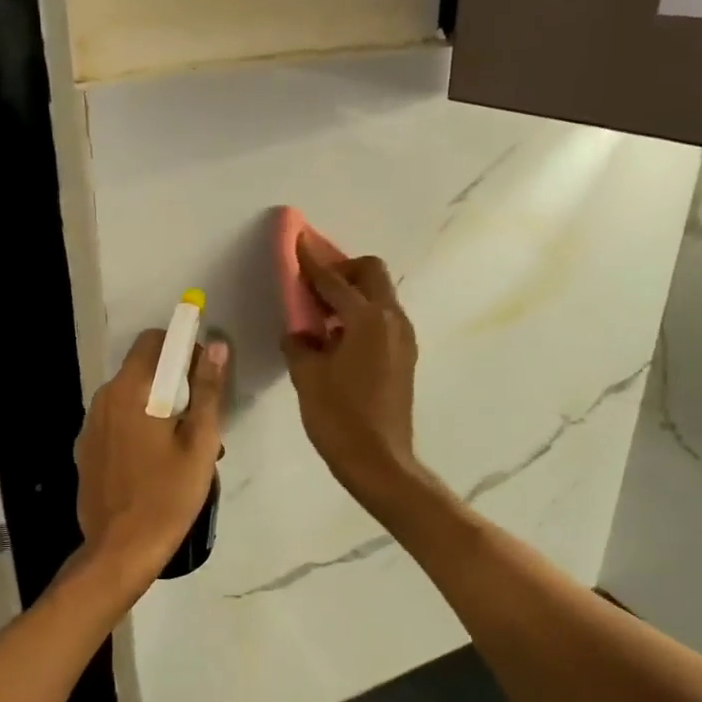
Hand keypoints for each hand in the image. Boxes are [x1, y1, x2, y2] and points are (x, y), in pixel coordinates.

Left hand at [73, 329, 228, 595]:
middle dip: (173, 382)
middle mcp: (104, 398)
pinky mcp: (86, 448)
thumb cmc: (168, 496)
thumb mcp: (200, 443)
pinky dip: (137, 426)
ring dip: (157, 407)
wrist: (120, 550)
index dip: (182, 348)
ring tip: (181, 448)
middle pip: (142, 369)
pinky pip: (116, 421)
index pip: (154, 341)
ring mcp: (90, 424)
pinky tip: (153, 463)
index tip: (203, 377)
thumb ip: (208, 390)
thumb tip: (216, 346)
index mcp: (131, 391)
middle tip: (199, 420)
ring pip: (130, 397)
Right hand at [281, 240, 420, 498]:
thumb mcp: (307, 376)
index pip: (334, 280)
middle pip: (371, 273)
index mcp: (367, 319)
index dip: (311, 261)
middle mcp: (392, 320)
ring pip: (379, 296)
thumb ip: (299, 342)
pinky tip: (337, 341)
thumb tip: (299, 332)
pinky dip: (360, 316)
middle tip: (313, 286)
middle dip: (342, 270)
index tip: (296, 239)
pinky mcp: (405, 356)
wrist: (380, 462)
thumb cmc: (339, 417)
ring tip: (321, 317)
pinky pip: (382, 319)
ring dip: (351, 294)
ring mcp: (404, 338)